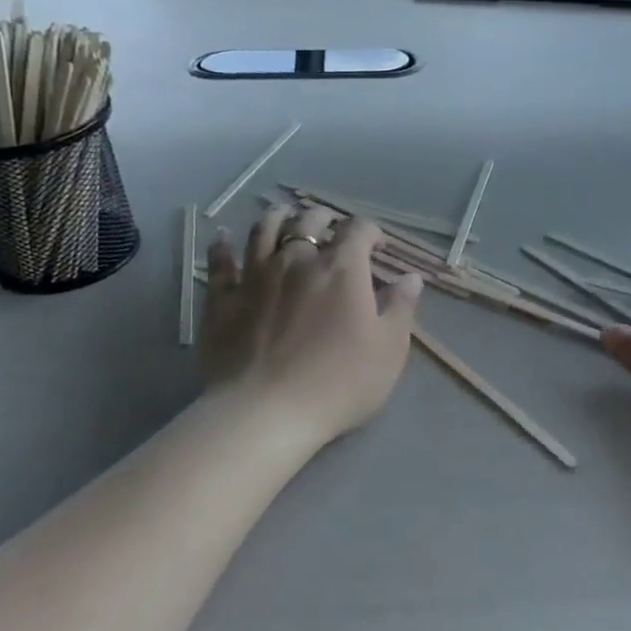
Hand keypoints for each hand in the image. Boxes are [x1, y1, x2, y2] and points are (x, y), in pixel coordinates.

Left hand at [199, 204, 422, 450]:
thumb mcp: (389, 350)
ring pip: (263, 231)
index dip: (370, 231)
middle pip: (308, 222)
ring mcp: (255, 277)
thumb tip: (411, 278)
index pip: (358, 230)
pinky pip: (220, 263)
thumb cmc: (339, 382)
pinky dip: (223, 247)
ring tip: (283, 217)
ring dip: (276, 218)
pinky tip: (223, 239)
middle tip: (330, 227)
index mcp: (342, 269)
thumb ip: (401, 308)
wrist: (266, 412)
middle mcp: (297, 260)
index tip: (376, 244)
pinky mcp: (222, 300)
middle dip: (324, 219)